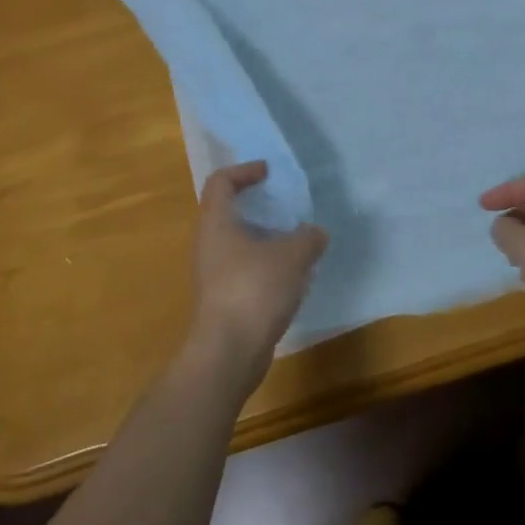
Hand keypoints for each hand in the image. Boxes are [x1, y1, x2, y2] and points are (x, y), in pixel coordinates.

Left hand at [188, 162, 327, 383]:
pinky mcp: (223, 300)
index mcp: (216, 222)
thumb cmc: (254, 290)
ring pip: (239, 244)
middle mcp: (209, 244)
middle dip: (261, 207)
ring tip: (299, 243)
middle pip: (230, 212)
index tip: (270, 173)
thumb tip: (315, 233)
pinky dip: (267, 266)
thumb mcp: (292, 255)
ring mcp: (213, 275)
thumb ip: (308, 237)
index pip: (221, 181)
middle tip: (289, 207)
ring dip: (267, 240)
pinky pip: (245, 271)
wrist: (227, 354)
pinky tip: (293, 278)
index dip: (244, 171)